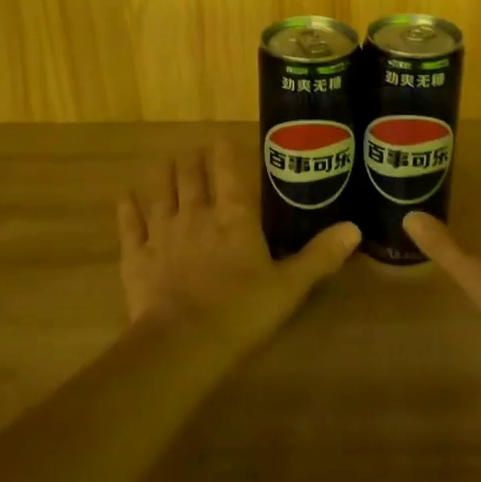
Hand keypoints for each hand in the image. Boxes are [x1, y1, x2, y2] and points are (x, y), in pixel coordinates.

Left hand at [118, 141, 359, 356]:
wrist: (185, 343)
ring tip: (164, 162)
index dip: (225, 153)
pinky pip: (130, 225)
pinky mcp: (136, 257)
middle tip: (193, 152)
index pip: (229, 173)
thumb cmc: (243, 311)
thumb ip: (320, 255)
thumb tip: (354, 228)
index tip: (222, 139)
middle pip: (191, 177)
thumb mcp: (290, 286)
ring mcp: (162, 234)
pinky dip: (128, 209)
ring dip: (162, 175)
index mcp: (234, 218)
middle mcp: (196, 215)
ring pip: (160, 193)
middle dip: (192, 161)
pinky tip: (126, 197)